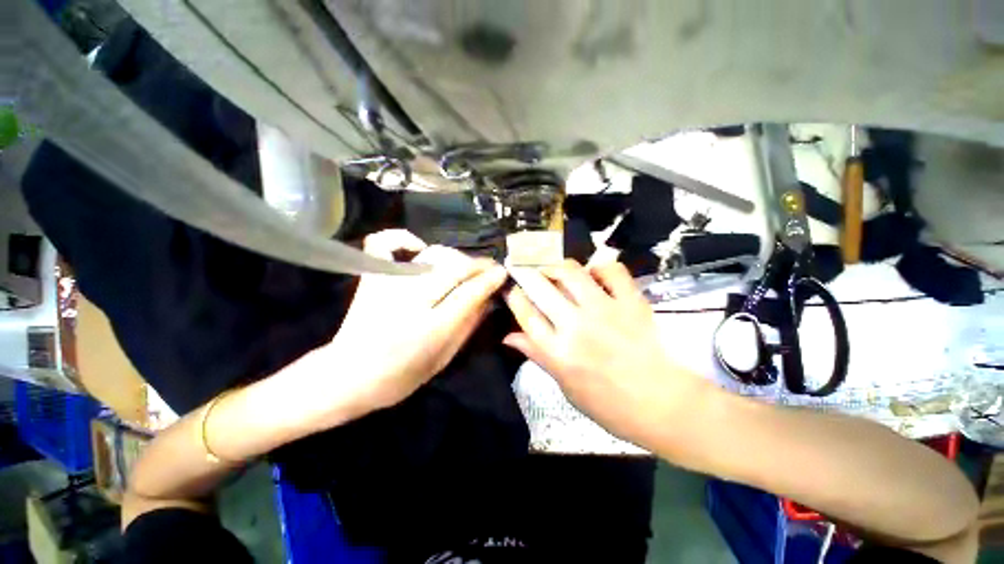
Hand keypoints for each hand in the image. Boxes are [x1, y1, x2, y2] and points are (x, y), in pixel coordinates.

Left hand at [327, 230, 507, 413]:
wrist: (346, 376)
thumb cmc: (399, 377)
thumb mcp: (443, 360)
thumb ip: (468, 327)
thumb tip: (488, 300)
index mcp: (430, 328)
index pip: (469, 293)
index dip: (489, 280)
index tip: (502, 273)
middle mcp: (410, 301)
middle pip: (454, 268)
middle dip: (478, 264)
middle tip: (490, 267)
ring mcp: (388, 284)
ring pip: (432, 255)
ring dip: (455, 256)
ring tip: (464, 265)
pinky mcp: (371, 277)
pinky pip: (383, 243)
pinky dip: (402, 238)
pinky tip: (418, 247)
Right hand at [503, 260, 713, 448]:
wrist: (664, 406)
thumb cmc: (610, 406)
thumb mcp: (566, 387)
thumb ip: (538, 356)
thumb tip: (509, 337)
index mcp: (558, 352)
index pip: (526, 315)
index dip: (514, 296)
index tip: (509, 286)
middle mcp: (576, 326)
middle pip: (541, 288)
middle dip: (527, 273)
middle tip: (524, 267)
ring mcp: (604, 311)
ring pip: (571, 273)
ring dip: (557, 265)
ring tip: (554, 268)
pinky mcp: (630, 303)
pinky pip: (612, 271)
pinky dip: (601, 267)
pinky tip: (595, 273)